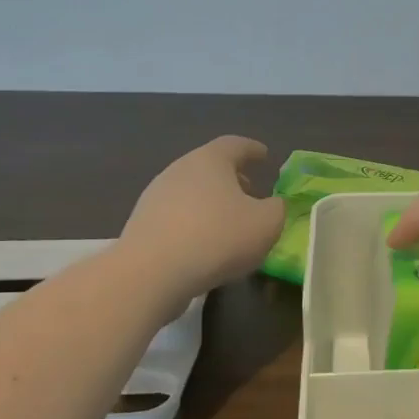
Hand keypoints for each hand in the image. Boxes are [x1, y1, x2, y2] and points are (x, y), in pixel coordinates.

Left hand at [123, 137, 285, 299]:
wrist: (150, 274)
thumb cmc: (217, 238)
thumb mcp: (266, 224)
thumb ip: (277, 209)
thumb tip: (272, 205)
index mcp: (210, 160)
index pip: (235, 144)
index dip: (253, 149)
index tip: (265, 155)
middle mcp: (179, 170)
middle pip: (210, 166)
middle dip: (233, 177)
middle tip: (251, 191)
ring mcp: (155, 196)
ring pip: (192, 191)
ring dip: (212, 201)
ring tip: (229, 222)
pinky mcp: (141, 224)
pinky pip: (176, 215)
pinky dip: (194, 221)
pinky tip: (204, 244)